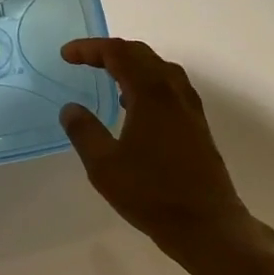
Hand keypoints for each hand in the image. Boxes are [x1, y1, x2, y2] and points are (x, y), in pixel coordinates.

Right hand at [59, 37, 273, 256]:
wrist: (207, 225)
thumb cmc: (152, 194)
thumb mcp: (104, 166)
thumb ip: (84, 132)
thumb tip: (70, 108)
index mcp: (150, 93)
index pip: (118, 53)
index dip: (90, 48)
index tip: (66, 55)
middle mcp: (173, 91)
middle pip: (141, 54)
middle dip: (109, 51)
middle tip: (83, 59)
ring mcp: (189, 107)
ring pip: (159, 68)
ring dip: (131, 64)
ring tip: (108, 76)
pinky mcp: (197, 124)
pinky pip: (169, 85)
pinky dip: (147, 81)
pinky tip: (134, 105)